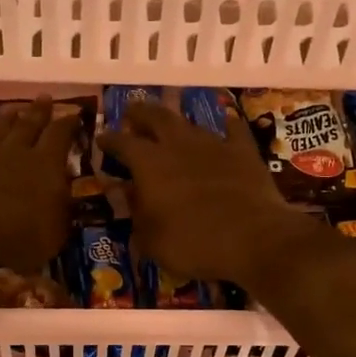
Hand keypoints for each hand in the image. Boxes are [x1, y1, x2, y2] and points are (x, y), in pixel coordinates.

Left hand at [0, 97, 84, 273]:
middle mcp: (17, 151)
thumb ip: (62, 211)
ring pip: (0, 128)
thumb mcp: (54, 234)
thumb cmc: (17, 240)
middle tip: (45, 98)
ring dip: (9, 118)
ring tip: (15, 109)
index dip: (69, 123)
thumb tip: (67, 195)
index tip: (74, 113)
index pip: (61, 135)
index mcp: (46, 165)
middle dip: (40, 110)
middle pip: (30, 123)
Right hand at [97, 101, 316, 289]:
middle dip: (140, 113)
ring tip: (172, 124)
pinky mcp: (244, 151)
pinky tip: (226, 125)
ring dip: (178, 123)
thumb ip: (136, 213)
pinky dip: (226, 127)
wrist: (254, 238)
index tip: (102, 139)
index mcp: (149, 164)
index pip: (122, 143)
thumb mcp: (151, 240)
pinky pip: (234, 130)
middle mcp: (178, 144)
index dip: (110, 140)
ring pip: (190, 123)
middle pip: (155, 117)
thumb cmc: (193, 244)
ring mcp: (214, 144)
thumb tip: (125, 193)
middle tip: (132, 112)